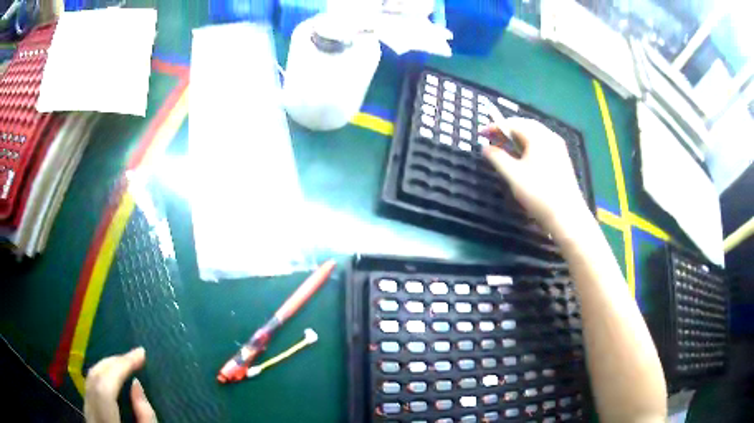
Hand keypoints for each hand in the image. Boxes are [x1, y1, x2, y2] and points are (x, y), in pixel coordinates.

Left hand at [84, 347, 156, 422]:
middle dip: (114, 361)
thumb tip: (136, 384)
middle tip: (134, 356)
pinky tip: (112, 376)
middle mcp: (91, 414)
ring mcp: (86, 413)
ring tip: (125, 362)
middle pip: (94, 377)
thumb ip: (145, 417)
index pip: (105, 386)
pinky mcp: (87, 413)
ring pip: (90, 378)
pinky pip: (90, 386)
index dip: (121, 365)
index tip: (141, 354)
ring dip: (107, 365)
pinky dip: (102, 375)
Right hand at [482, 117, 589, 237]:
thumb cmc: (538, 193)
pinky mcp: (562, 159)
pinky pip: (542, 143)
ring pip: (535, 134)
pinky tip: (523, 156)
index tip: (481, 134)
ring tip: (505, 146)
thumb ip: (497, 158)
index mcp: (538, 137)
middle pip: (525, 125)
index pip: (513, 124)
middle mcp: (550, 136)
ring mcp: (558, 147)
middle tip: (492, 138)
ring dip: (518, 136)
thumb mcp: (513, 175)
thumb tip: (485, 147)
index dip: (495, 127)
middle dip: (507, 129)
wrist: (567, 216)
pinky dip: (529, 144)